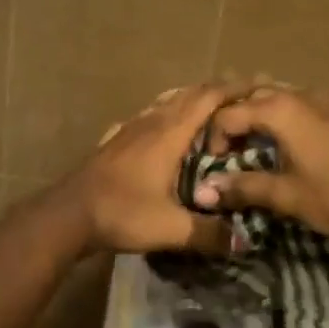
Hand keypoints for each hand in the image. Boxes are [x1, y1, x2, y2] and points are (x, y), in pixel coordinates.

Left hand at [53, 84, 233, 255]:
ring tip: (209, 107)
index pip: (206, 99)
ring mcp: (129, 128)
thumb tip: (245, 242)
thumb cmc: (123, 212)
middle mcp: (151, 122)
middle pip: (187, 94)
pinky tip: (163, 125)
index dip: (233, 89)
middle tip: (242, 96)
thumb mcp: (171, 228)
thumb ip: (209, 233)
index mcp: (169, 134)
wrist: (70, 212)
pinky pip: (146, 116)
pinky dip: (164, 113)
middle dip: (216, 91)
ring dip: (189, 99)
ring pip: (165, 102)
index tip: (258, 85)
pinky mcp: (115, 140)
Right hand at [191, 85, 328, 248]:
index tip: (212, 165)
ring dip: (255, 114)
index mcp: (280, 110)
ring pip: (275, 95)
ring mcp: (322, 100)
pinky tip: (280, 142)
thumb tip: (205, 191)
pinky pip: (296, 103)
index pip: (228, 114)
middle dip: (231, 118)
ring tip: (247, 144)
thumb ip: (244, 187)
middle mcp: (298, 95)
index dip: (213, 139)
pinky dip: (278, 116)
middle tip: (224, 150)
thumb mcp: (287, 196)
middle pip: (250, 95)